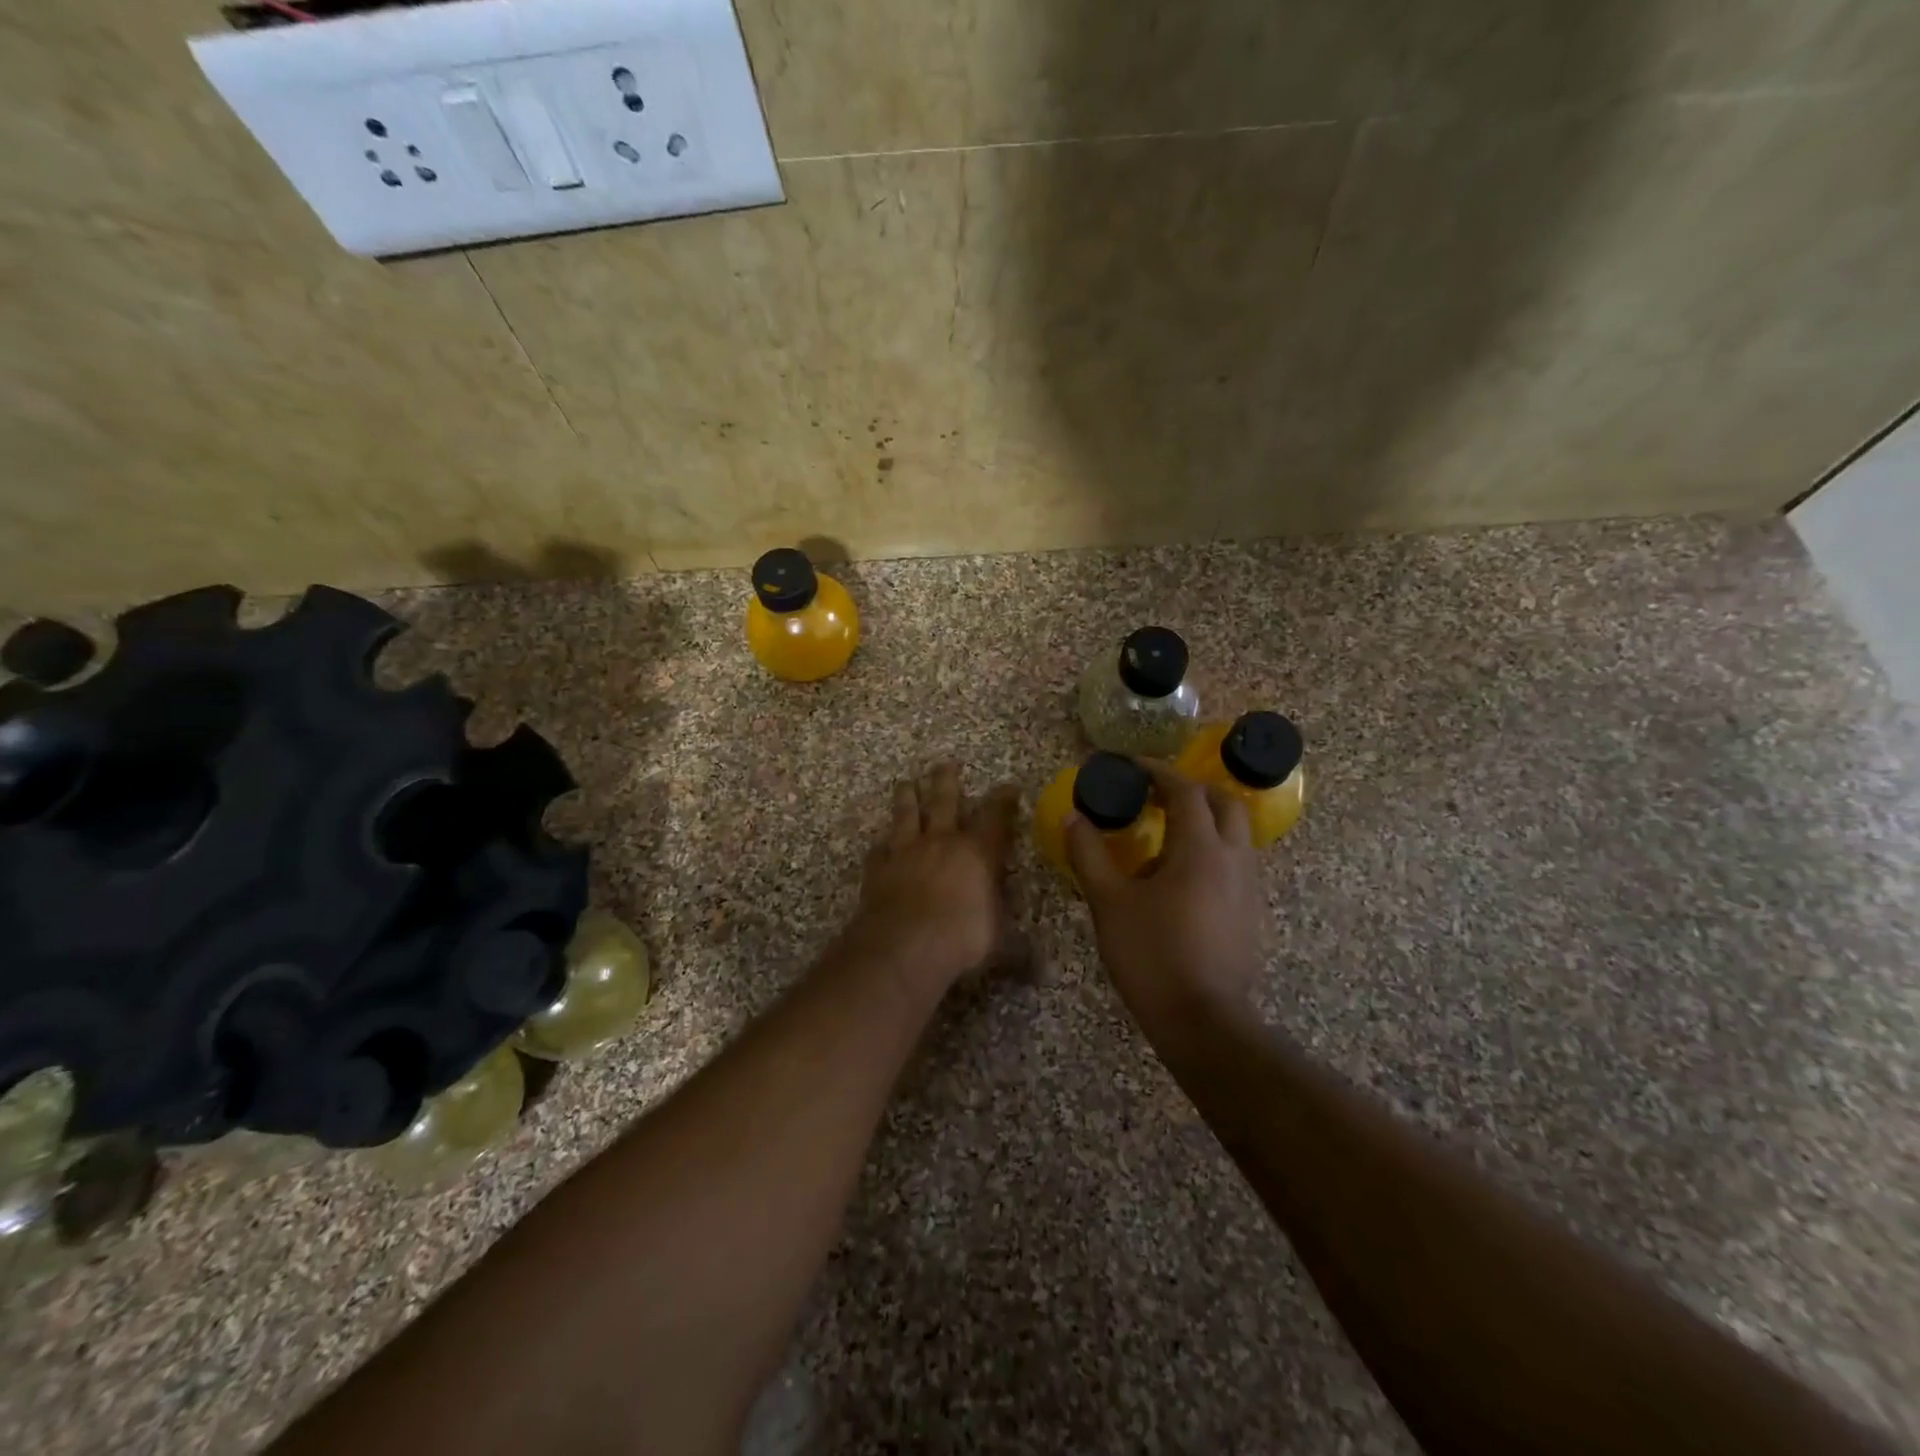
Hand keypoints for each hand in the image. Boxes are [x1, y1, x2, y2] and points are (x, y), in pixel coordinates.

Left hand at [843, 762, 1020, 995]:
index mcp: (977, 853)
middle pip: (944, 801)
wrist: (904, 945)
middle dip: (947, 781)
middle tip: (945, 763)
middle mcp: (941, 842)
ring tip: (905, 783)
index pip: (995, 817)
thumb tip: (1039, 967)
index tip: (1009, 786)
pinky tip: (879, 843)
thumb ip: (1015, 948)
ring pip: (906, 815)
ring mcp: (905, 852)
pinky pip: (879, 849)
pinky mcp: (878, 869)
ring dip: (907, 798)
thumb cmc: (961, 939)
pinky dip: (881, 844)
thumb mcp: (998, 943)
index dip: (1003, 800)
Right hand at [1066, 760, 1265, 1029]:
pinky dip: (1213, 850)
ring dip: (1206, 820)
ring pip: (1236, 834)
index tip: (1132, 766)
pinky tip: (1182, 875)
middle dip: (1192, 790)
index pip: (1185, 791)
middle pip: (1225, 803)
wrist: (1204, 1022)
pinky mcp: (1252, 914)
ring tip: (1167, 833)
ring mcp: (1249, 888)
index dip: (1158, 772)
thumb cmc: (1152, 955)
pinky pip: (1237, 863)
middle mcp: (1234, 859)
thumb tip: (1073, 818)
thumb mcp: (1109, 903)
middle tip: (1157, 795)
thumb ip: (1089, 855)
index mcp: (1200, 848)